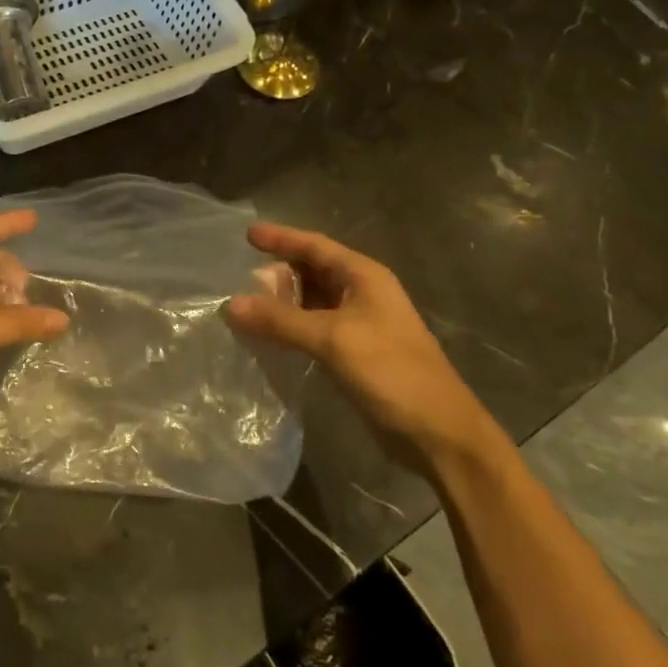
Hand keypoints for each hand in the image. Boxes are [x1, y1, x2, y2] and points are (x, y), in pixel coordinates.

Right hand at [226, 222, 495, 472]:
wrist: (437, 432)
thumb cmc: (391, 372)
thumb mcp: (333, 339)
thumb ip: (281, 320)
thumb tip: (230, 305)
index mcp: (365, 277)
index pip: (315, 246)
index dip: (282, 238)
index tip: (247, 234)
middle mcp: (363, 294)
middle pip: (313, 272)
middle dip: (278, 273)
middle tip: (240, 279)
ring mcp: (360, 325)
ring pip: (312, 302)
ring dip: (282, 303)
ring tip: (246, 306)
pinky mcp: (355, 354)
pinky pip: (314, 329)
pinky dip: (290, 329)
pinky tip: (268, 338)